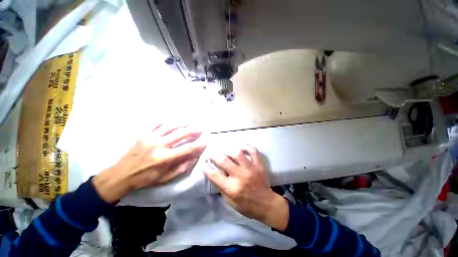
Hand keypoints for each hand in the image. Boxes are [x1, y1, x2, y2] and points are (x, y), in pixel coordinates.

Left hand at [93, 124, 205, 202]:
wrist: (122, 174)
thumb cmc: (146, 178)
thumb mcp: (166, 178)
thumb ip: (182, 167)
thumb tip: (195, 157)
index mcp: (165, 158)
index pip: (187, 148)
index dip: (199, 144)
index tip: (206, 140)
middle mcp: (159, 145)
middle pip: (181, 134)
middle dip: (193, 130)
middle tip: (201, 128)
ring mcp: (150, 137)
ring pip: (171, 126)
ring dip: (183, 124)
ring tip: (190, 123)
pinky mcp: (143, 134)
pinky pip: (157, 124)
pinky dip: (166, 122)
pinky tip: (172, 122)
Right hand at [203, 144, 288, 230]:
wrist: (266, 204)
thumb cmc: (246, 205)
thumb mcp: (229, 201)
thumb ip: (221, 186)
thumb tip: (213, 173)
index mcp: (232, 188)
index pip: (215, 175)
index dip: (207, 168)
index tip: (204, 164)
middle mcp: (241, 176)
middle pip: (224, 161)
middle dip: (215, 156)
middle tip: (212, 154)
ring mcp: (251, 168)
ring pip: (238, 154)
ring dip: (228, 150)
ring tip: (225, 151)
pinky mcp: (259, 165)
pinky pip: (253, 151)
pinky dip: (246, 147)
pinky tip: (241, 146)